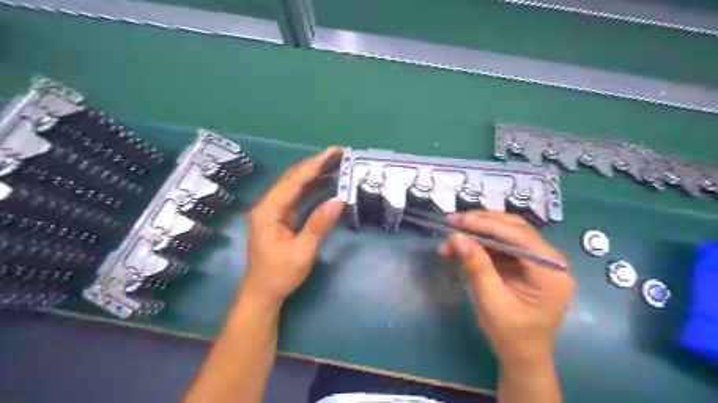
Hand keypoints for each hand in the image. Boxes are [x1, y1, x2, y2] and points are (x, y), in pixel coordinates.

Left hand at [239, 148, 345, 308]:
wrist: (263, 294)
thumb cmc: (279, 275)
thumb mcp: (301, 251)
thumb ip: (319, 224)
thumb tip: (339, 200)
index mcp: (269, 210)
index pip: (294, 180)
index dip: (315, 164)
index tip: (335, 152)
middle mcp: (269, 205)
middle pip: (293, 178)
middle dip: (316, 165)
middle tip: (339, 154)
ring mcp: (275, 211)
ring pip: (296, 186)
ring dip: (315, 175)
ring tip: (336, 165)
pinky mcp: (281, 218)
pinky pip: (298, 198)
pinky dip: (313, 189)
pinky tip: (327, 185)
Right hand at [435, 213, 576, 366]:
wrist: (522, 357)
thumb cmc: (512, 335)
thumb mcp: (492, 301)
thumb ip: (477, 267)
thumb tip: (457, 237)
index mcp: (551, 272)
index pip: (520, 236)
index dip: (487, 225)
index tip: (459, 220)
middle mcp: (549, 261)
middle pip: (515, 229)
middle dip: (482, 223)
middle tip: (453, 221)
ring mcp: (537, 261)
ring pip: (506, 233)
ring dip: (478, 232)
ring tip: (452, 234)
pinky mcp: (524, 264)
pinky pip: (501, 246)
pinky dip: (480, 244)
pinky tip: (460, 247)